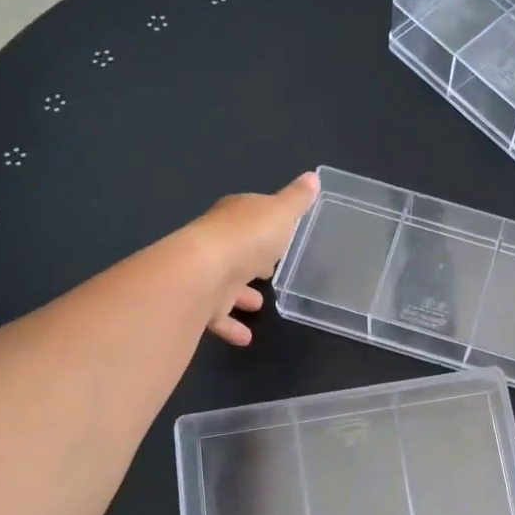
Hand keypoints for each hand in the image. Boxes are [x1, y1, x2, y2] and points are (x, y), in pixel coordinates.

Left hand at [189, 172, 318, 344]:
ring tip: (260, 304)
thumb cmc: (248, 238)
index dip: (265, 224)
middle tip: (269, 271)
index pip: (250, 215)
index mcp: (235, 217)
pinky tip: (246, 338)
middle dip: (252, 259)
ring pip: (226, 283)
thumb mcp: (281, 213)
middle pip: (238, 249)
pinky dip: (231, 326)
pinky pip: (218, 316)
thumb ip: (297, 200)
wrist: (203, 273)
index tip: (280, 235)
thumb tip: (313, 177)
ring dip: (241, 293)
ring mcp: (207, 273)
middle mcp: (218, 242)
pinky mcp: (201, 302)